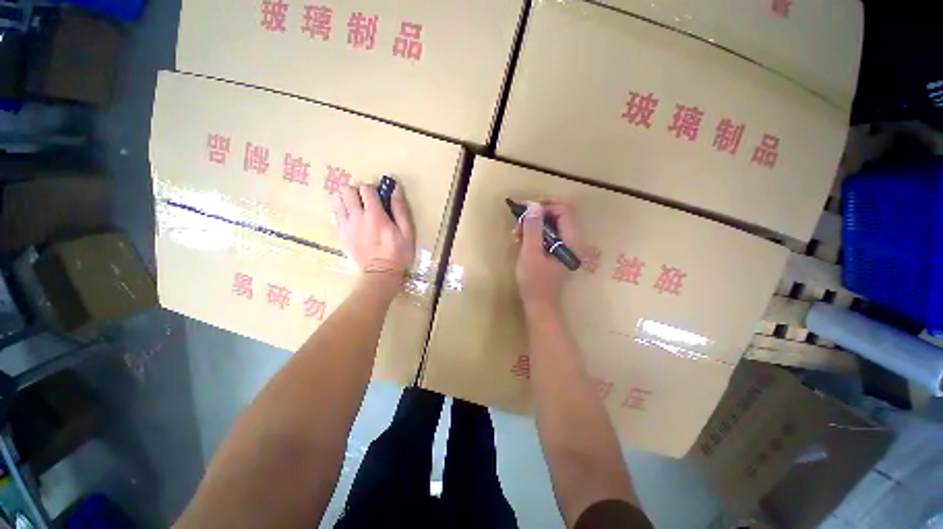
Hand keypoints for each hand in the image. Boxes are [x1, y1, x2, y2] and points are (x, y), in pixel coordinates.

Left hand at [332, 184, 415, 291]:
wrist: (380, 274)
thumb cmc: (398, 253)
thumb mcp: (407, 232)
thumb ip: (400, 210)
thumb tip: (395, 189)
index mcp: (375, 215)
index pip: (365, 189)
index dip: (373, 188)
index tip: (379, 196)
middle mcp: (357, 217)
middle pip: (347, 190)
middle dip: (357, 191)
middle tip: (367, 200)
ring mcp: (346, 226)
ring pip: (336, 199)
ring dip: (346, 198)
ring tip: (357, 206)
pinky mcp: (341, 234)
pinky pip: (334, 214)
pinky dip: (341, 210)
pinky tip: (351, 217)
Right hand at [515, 201, 581, 312]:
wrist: (539, 305)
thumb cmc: (534, 282)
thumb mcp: (530, 253)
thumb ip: (533, 229)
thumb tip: (534, 205)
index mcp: (571, 240)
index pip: (564, 210)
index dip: (545, 206)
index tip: (525, 210)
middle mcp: (572, 241)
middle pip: (558, 215)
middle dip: (537, 215)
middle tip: (519, 222)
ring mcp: (565, 247)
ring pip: (551, 225)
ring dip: (533, 224)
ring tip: (516, 233)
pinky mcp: (556, 252)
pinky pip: (548, 235)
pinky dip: (534, 234)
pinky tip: (520, 240)